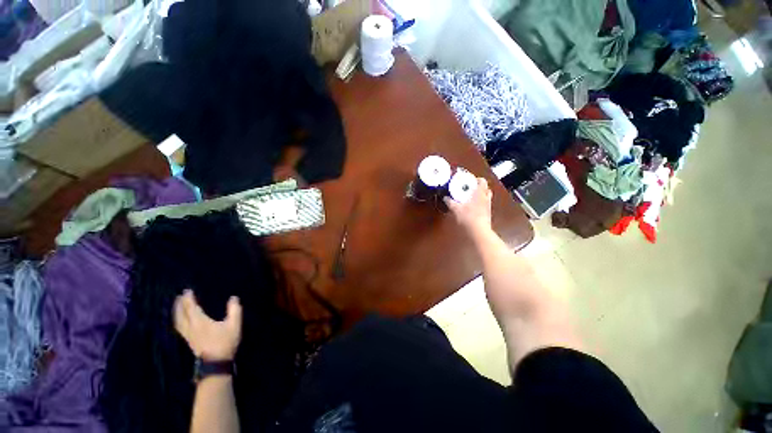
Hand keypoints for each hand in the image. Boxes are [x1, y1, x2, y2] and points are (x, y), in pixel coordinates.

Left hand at [173, 290, 241, 361]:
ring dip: (177, 313)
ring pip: (179, 322)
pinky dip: (178, 321)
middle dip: (180, 304)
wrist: (216, 363)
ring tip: (177, 307)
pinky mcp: (189, 341)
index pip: (191, 308)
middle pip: (182, 314)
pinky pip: (180, 328)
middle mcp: (191, 327)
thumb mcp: (234, 325)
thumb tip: (233, 298)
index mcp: (200, 322)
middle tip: (179, 296)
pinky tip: (181, 322)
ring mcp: (189, 336)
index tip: (187, 291)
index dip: (188, 299)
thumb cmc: (225, 342)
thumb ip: (234, 310)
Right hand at [444, 177, 492, 238]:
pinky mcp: (487, 214)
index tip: (468, 180)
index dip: (476, 179)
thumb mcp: (456, 209)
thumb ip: (450, 202)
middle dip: (478, 187)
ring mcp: (488, 207)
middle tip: (469, 189)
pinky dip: (479, 204)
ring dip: (479, 195)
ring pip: (486, 197)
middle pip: (486, 188)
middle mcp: (486, 198)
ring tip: (470, 198)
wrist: (478, 232)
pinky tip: (472, 207)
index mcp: (480, 193)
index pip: (482, 181)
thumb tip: (445, 198)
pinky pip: (484, 205)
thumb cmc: (468, 217)